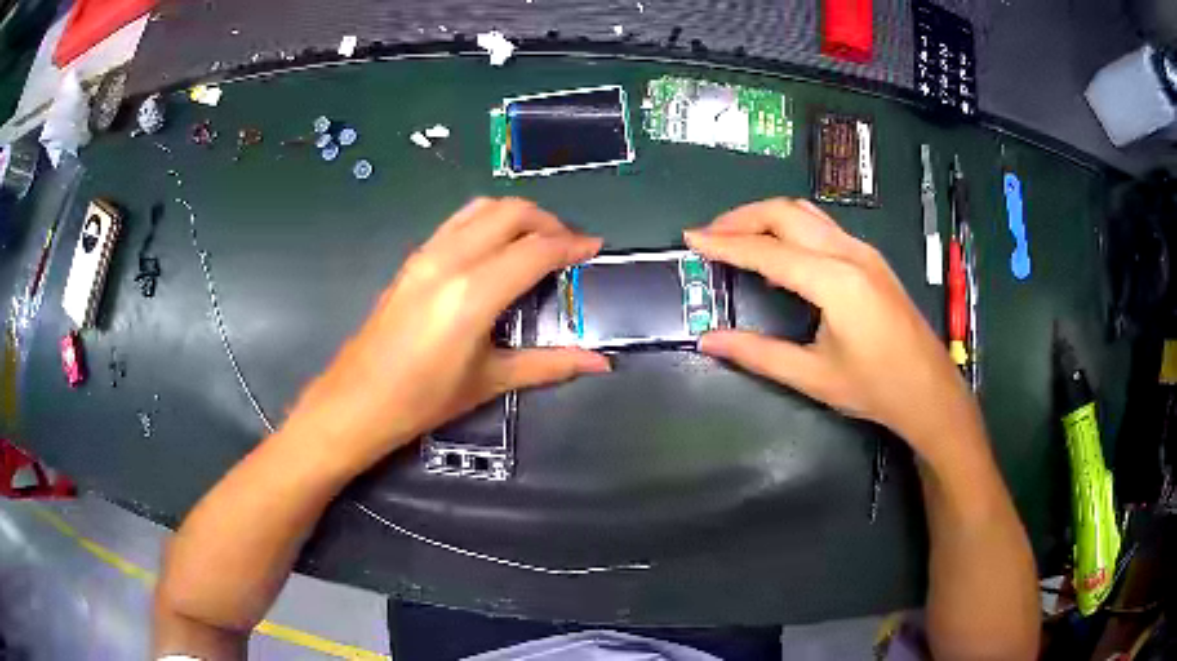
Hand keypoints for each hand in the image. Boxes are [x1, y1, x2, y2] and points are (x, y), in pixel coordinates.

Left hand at [283, 198, 609, 470]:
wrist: (358, 400)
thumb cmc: (424, 399)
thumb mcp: (490, 380)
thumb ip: (549, 364)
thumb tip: (601, 364)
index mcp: (473, 293)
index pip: (535, 250)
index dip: (572, 245)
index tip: (596, 249)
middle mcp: (451, 260)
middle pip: (511, 213)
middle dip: (549, 221)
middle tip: (569, 247)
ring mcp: (427, 253)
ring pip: (483, 208)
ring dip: (517, 216)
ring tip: (537, 242)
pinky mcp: (414, 258)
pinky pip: (459, 220)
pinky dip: (488, 221)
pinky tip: (497, 249)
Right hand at [685, 198, 978, 465]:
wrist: (930, 391)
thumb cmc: (876, 388)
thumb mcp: (813, 376)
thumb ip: (757, 354)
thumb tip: (708, 340)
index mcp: (835, 281)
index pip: (768, 251)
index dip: (724, 243)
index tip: (691, 238)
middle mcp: (850, 253)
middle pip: (786, 213)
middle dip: (742, 217)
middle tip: (710, 235)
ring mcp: (864, 251)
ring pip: (806, 212)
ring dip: (767, 216)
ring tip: (737, 236)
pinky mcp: (871, 258)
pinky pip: (822, 226)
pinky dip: (791, 227)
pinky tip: (779, 251)